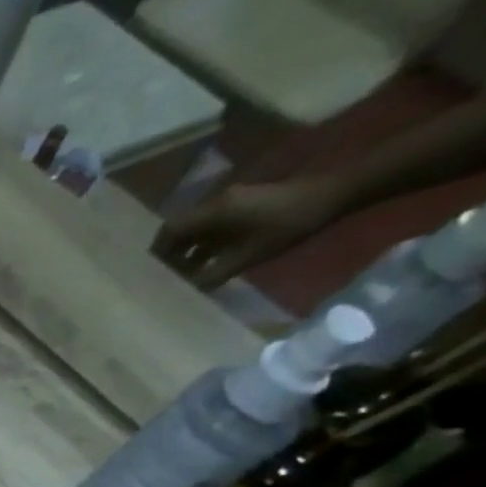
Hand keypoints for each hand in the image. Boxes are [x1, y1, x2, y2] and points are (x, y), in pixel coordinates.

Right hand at [153, 177, 347, 289]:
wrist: (333, 195)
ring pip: (195, 229)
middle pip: (180, 229)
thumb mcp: (248, 256)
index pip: (170, 231)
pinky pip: (212, 226)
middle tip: (166, 277)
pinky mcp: (242, 205)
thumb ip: (212, 274)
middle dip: (169, 253)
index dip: (157, 252)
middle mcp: (215, 204)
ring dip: (187, 250)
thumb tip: (185, 291)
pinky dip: (203, 244)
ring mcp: (230, 203)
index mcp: (213, 213)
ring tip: (185, 274)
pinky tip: (208, 261)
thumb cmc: (287, 226)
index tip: (152, 273)